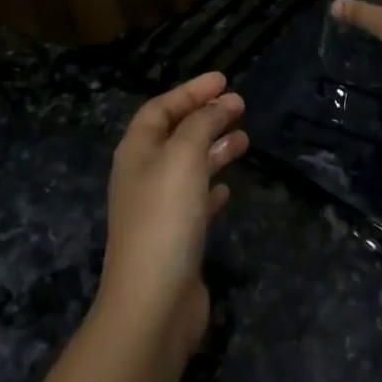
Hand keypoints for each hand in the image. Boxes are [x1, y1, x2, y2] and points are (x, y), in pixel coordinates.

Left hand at [97, 72, 247, 359]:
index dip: (190, 91)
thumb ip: (202, 124)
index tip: (224, 79)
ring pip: (189, 166)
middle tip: (239, 105)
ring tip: (245, 140)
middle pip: (175, 134)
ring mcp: (158, 209)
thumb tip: (219, 103)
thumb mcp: (184, 156)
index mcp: (136, 152)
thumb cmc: (165, 217)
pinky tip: (229, 188)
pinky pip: (195, 201)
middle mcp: (143, 175)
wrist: (153, 302)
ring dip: (214, 149)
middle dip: (206, 117)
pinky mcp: (175, 238)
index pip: (160, 108)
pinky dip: (212, 187)